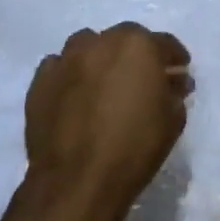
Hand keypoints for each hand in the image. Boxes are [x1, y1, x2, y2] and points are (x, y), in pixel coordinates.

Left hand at [24, 24, 191, 209]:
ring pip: (87, 47)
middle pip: (124, 40)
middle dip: (136, 55)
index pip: (164, 44)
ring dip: (100, 59)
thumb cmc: (135, 146)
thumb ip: (174, 91)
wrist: (78, 180)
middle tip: (142, 80)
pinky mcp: (39, 82)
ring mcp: (66, 60)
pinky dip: (71, 76)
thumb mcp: (173, 119)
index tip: (179, 73)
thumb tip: (172, 81)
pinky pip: (60, 68)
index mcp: (138, 45)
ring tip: (105, 84)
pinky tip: (76, 96)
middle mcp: (100, 42)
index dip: (174, 59)